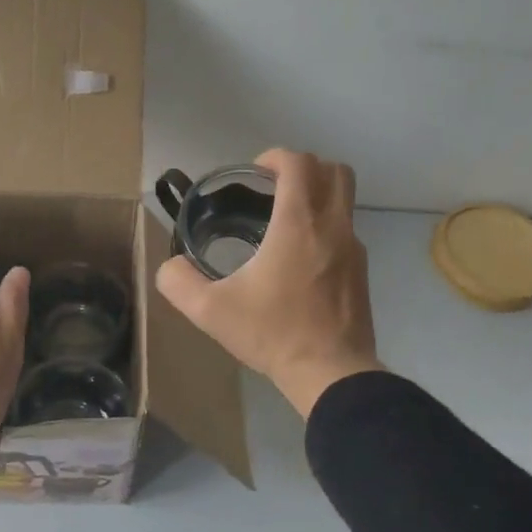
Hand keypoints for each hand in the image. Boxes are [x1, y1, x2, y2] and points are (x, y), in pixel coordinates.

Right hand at [156, 149, 382, 417]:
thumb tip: (169, 267)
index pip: (299, 163)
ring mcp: (354, 248)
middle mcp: (332, 226)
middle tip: (273, 189)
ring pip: (345, 199)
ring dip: (317, 195)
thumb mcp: (211, 311)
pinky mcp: (361, 271)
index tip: (254, 174)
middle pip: (333, 170)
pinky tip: (299, 260)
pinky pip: (346, 229)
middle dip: (303, 168)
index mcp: (298, 224)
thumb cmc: (273, 334)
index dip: (274, 157)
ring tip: (282, 223)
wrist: (332, 374)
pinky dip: (325, 226)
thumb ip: (179, 282)